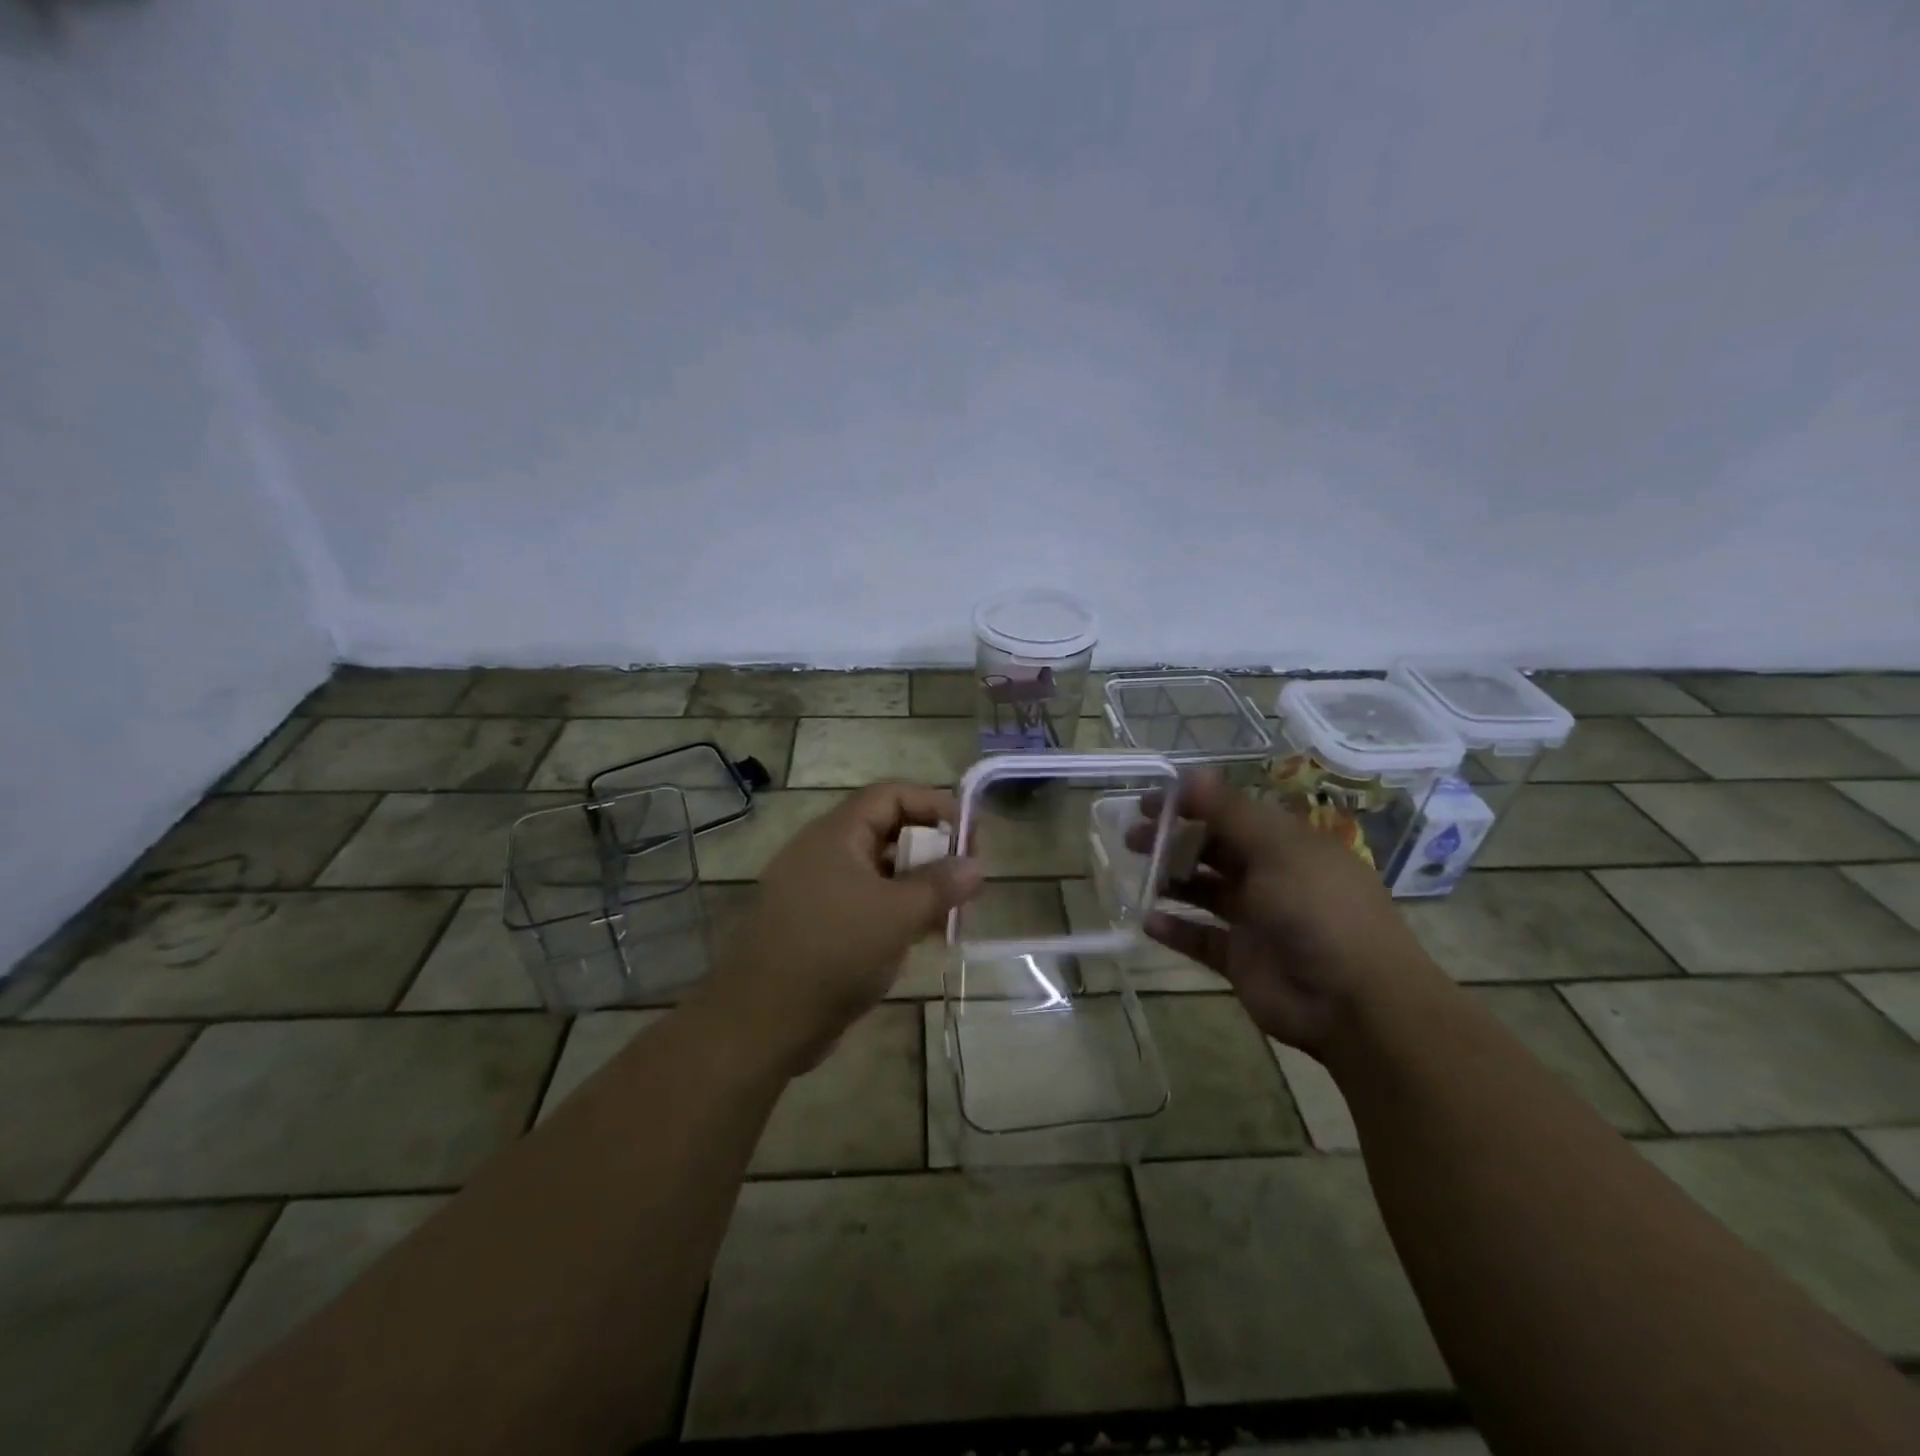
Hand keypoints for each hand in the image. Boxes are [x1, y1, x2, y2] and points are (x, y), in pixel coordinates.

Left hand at [703, 782, 981, 1074]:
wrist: (762, 1022)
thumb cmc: (833, 952)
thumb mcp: (897, 915)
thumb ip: (940, 886)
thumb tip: (977, 865)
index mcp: (835, 835)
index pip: (890, 795)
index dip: (933, 804)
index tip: (969, 834)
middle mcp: (823, 854)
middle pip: (885, 831)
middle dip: (930, 849)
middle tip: (965, 876)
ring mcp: (817, 891)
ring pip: (877, 872)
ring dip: (917, 885)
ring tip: (952, 911)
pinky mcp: (817, 925)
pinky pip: (864, 903)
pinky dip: (895, 911)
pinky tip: (922, 936)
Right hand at [1127, 771, 1442, 1055]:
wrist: (1355, 1004)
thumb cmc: (1319, 911)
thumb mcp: (1278, 850)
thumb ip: (1230, 813)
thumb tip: (1191, 774)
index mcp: (1288, 845)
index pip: (1233, 814)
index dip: (1192, 804)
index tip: (1150, 802)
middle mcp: (1272, 878)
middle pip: (1214, 850)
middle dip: (1174, 840)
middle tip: (1133, 837)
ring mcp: (1256, 921)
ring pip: (1205, 892)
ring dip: (1171, 880)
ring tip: (1138, 874)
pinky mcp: (1241, 960)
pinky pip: (1201, 939)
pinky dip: (1175, 930)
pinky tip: (1148, 921)